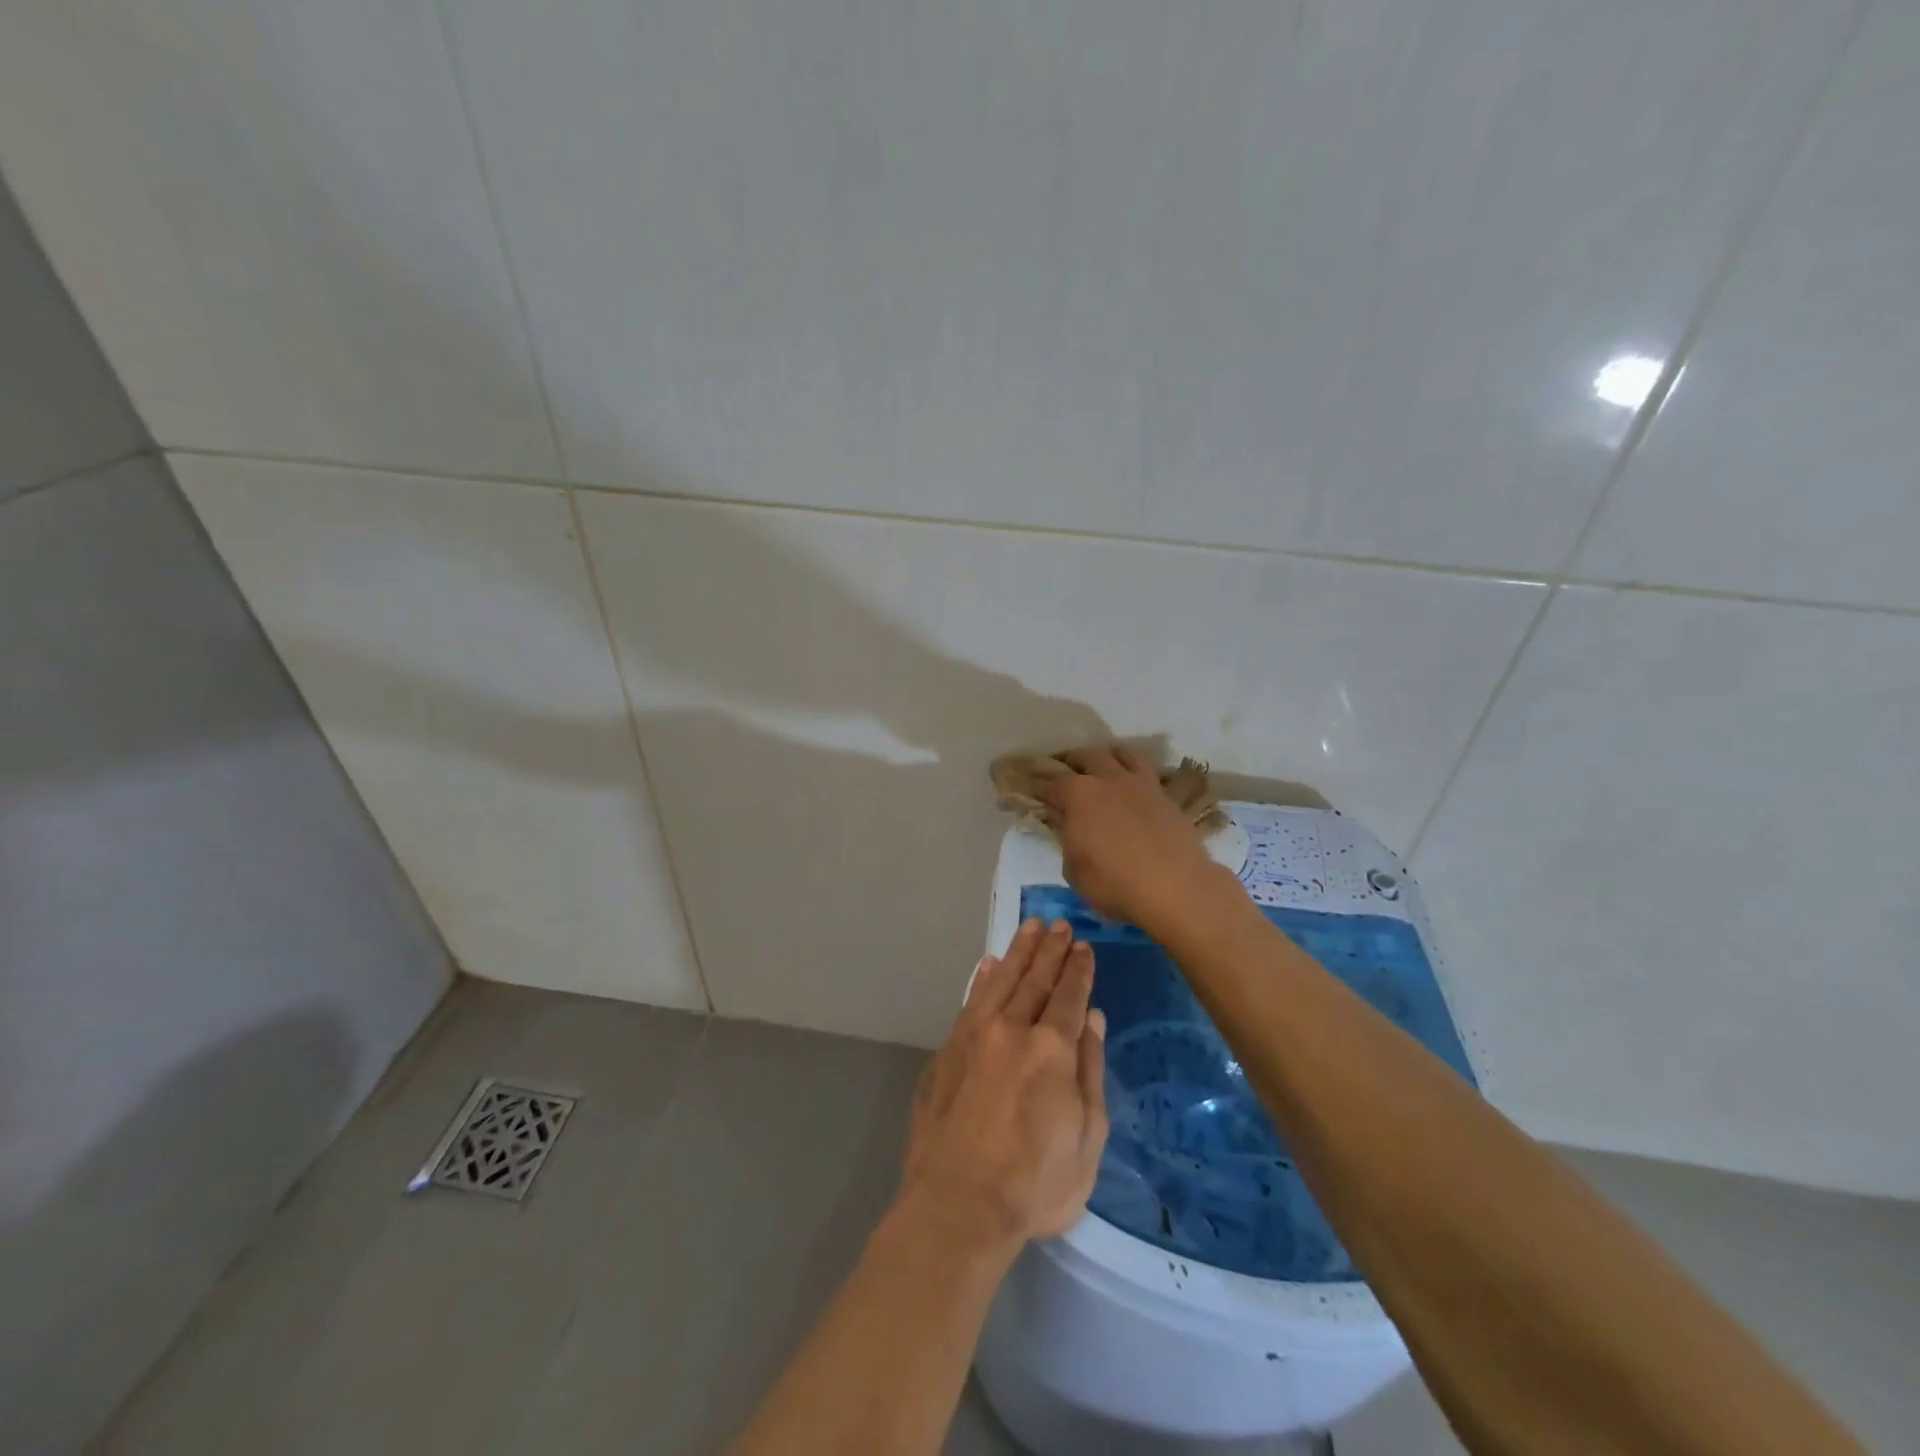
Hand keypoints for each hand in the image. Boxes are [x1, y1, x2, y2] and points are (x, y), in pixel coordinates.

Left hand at [896, 919, 1108, 1257]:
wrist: (956, 1204)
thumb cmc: (1035, 1183)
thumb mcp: (1087, 1138)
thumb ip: (1090, 1070)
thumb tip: (1093, 1018)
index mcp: (1051, 1048)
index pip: (1069, 994)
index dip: (1079, 969)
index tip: (1084, 946)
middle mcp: (1011, 1028)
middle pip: (1035, 978)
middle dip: (1050, 949)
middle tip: (1060, 924)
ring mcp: (974, 1035)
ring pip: (1001, 979)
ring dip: (1018, 951)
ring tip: (1030, 927)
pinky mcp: (948, 1049)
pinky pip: (970, 1000)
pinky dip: (982, 978)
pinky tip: (988, 964)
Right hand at [1033, 743, 1222, 931]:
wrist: (1176, 887)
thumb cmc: (1114, 884)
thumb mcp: (1074, 870)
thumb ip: (1067, 840)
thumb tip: (1066, 824)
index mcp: (1078, 795)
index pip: (1049, 784)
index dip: (1036, 787)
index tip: (1028, 790)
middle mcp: (1108, 779)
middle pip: (1086, 757)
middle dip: (1071, 761)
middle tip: (1064, 771)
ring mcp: (1141, 784)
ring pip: (1122, 754)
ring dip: (1107, 755)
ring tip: (1103, 763)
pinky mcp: (1166, 796)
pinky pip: (1147, 772)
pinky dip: (1135, 771)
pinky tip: (1134, 784)